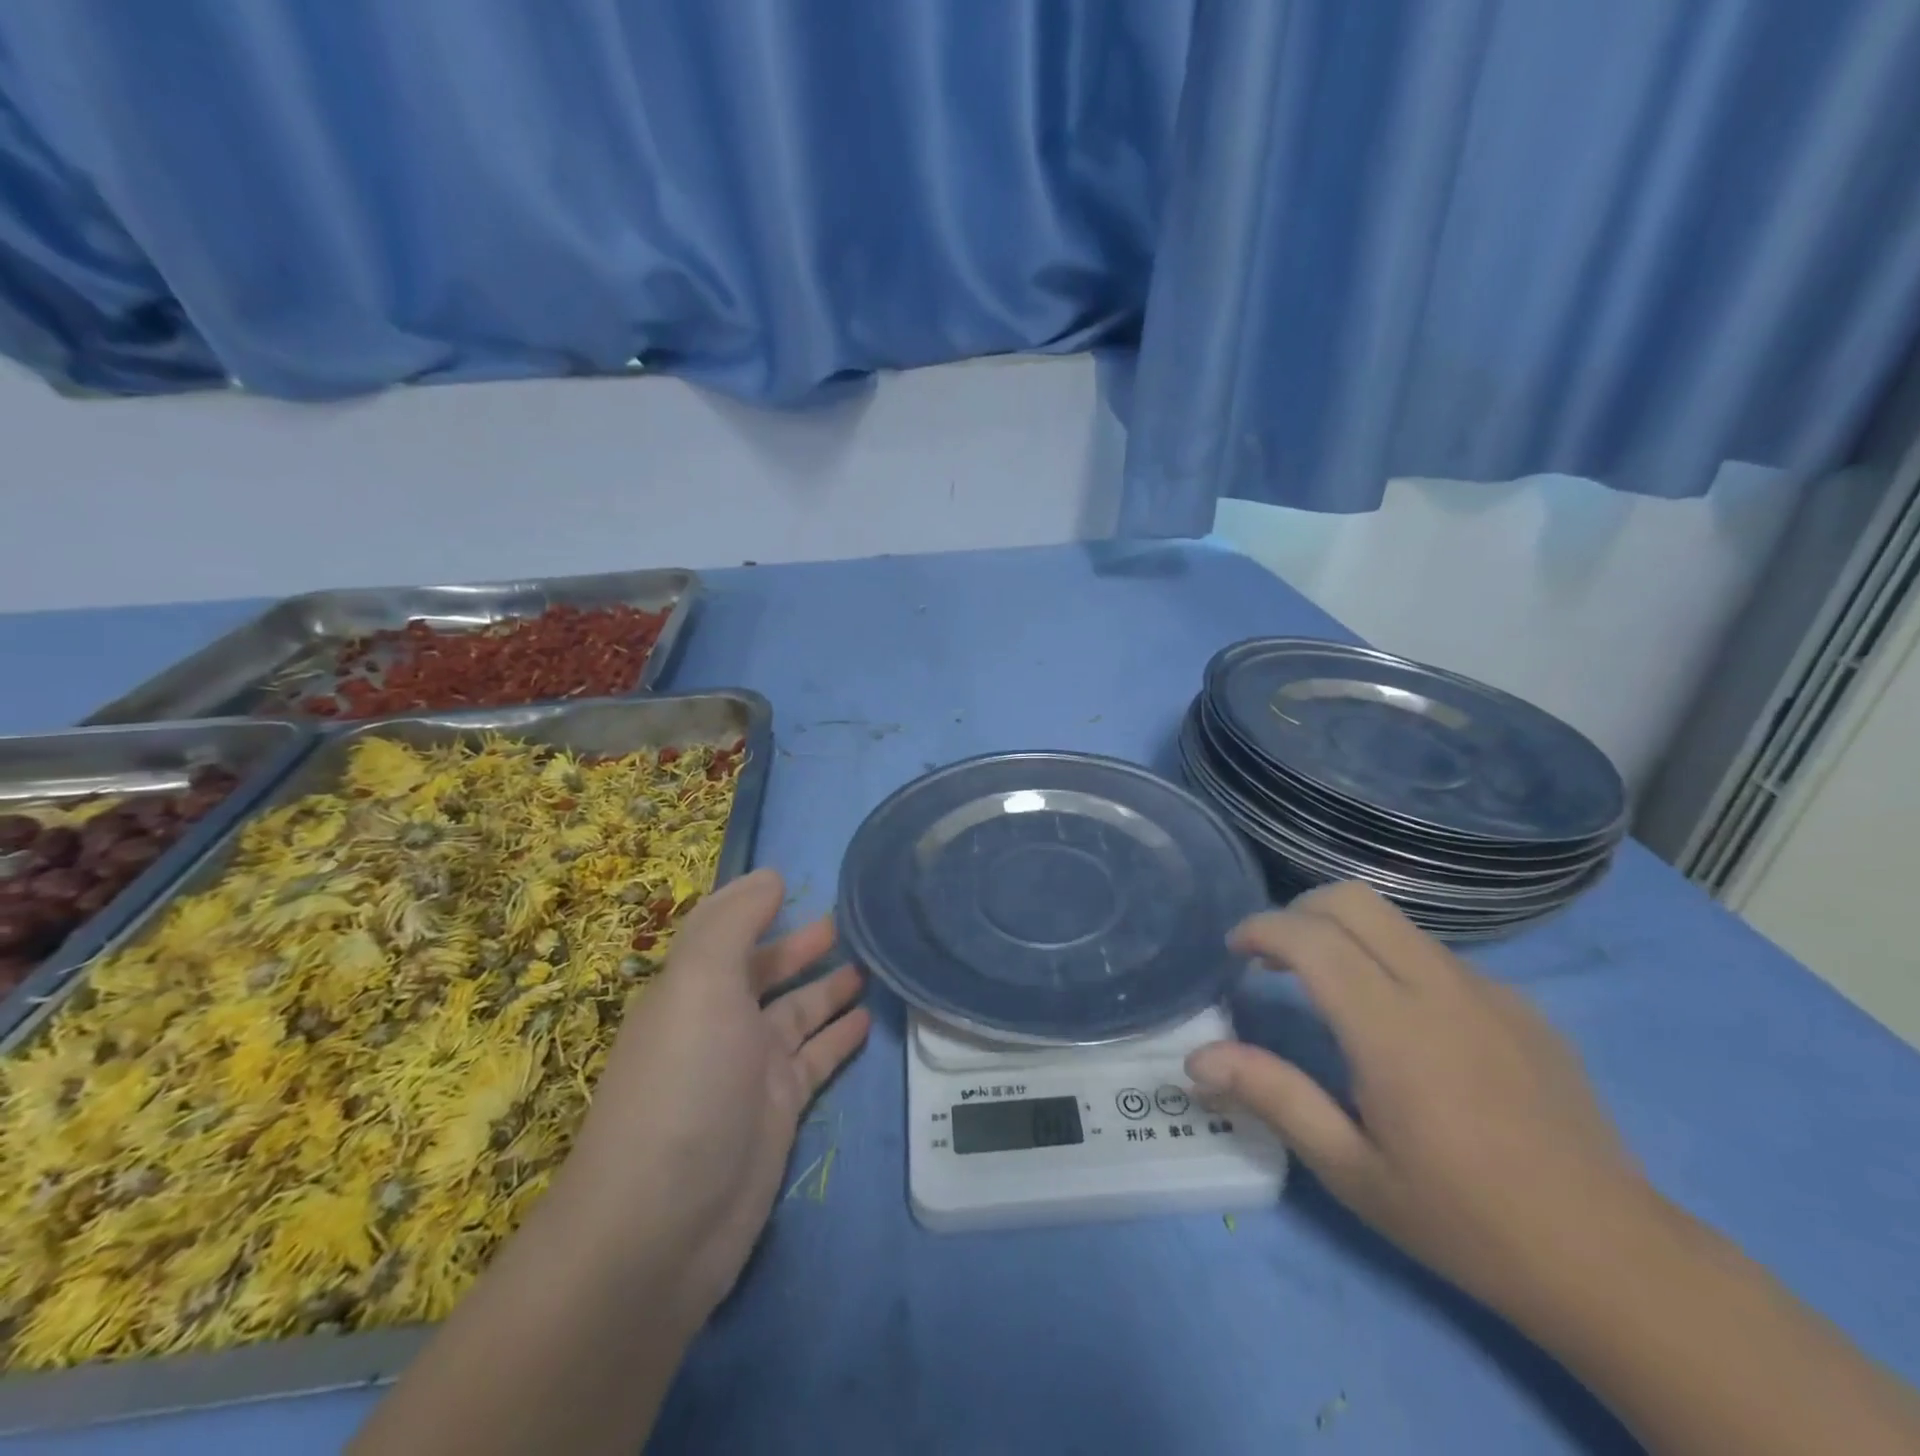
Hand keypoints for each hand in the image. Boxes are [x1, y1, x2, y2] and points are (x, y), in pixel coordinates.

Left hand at [559, 868, 869, 1325]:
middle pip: (765, 970)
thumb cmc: (683, 1084)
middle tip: (850, 921)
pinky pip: (817, 1058)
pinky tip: (867, 1016)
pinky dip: (839, 1035)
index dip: (753, 904)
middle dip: (800, 944)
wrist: (662, 1227)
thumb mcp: (700, 985)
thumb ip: (734, 923)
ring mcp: (751, 1068)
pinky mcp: (779, 1109)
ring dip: (828, 986)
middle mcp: (719, 1021)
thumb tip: (771, 875)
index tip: (793, 880)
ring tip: (872, 962)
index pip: (724, 930)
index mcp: (692, 987)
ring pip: (798, 1012)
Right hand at [1187, 882, 1649, 1317]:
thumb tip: (1195, 1059)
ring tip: (1327, 989)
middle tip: (1274, 959)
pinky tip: (1401, 1025)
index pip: (1311, 939)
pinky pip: (1438, 956)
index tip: (1235, 952)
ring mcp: (1489, 991)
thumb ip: (1272, 1096)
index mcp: (1393, 1030)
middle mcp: (1440, 989)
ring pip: (1396, 922)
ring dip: (1345, 934)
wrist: (1613, 1259)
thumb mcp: (1351, 1170)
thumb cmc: (1463, 1219)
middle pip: (1353, 901)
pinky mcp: (1522, 1005)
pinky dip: (1393, 961)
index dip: (1261, 929)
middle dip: (1299, 911)